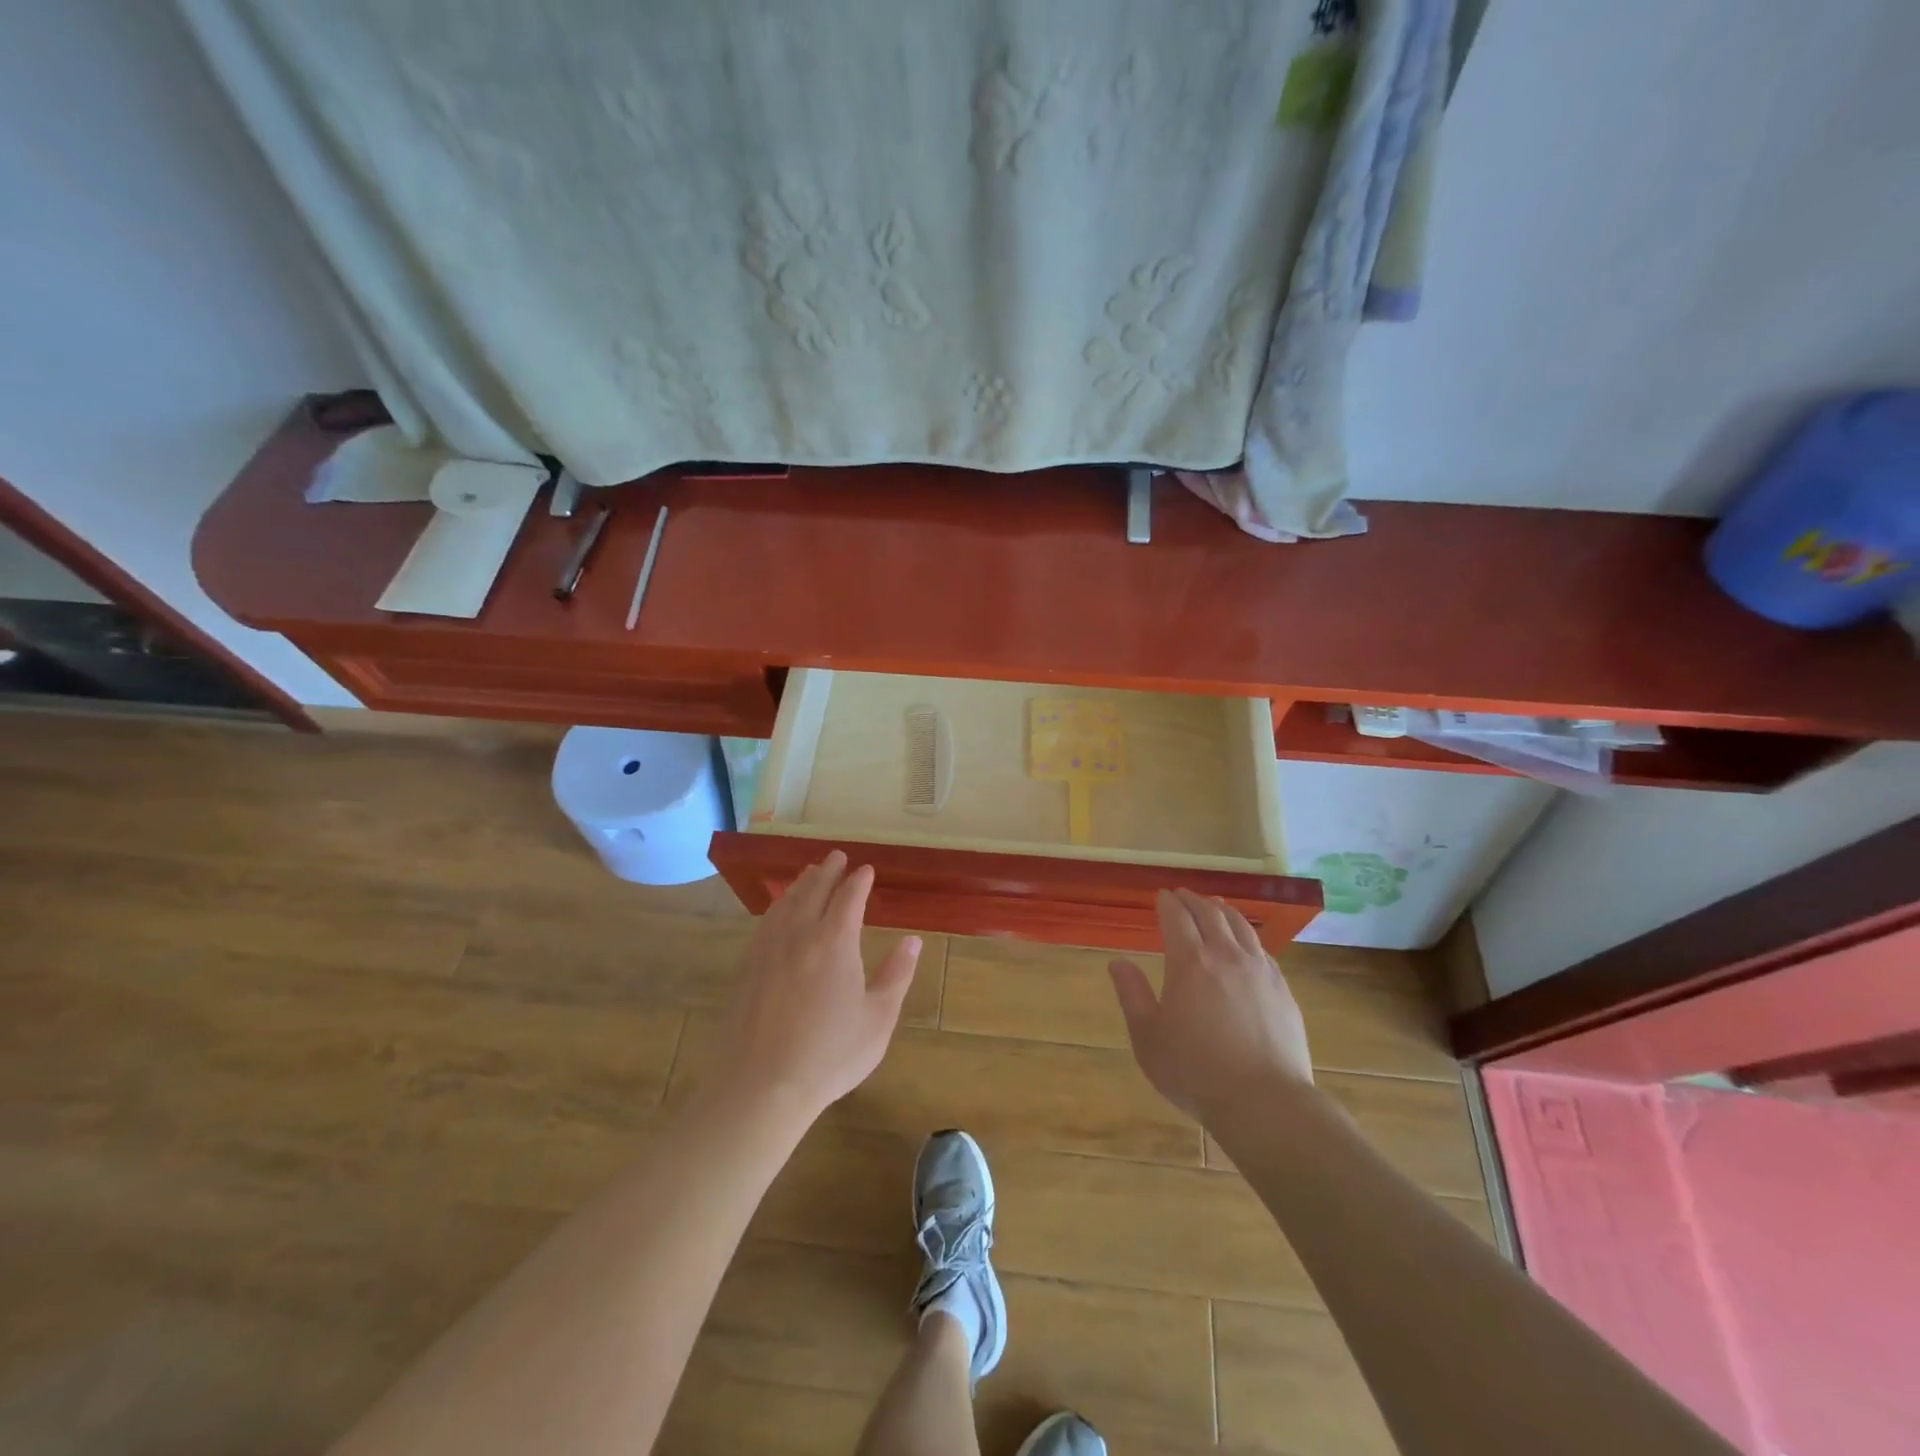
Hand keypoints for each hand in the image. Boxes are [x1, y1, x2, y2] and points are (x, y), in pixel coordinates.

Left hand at [713, 851, 920, 1122]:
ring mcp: (768, 949)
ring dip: (801, 884)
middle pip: (814, 890)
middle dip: (828, 871)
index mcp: (835, 941)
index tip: (866, 870)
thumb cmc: (830, 1054)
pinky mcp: (747, 967)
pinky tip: (778, 911)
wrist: (761, 1085)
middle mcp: (800, 934)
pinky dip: (777, 906)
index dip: (859, 881)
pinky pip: (765, 922)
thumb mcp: (878, 1018)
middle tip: (837, 856)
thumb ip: (896, 975)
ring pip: (786, 903)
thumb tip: (912, 941)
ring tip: (809, 874)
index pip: (849, 897)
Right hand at [1108, 889, 1313, 1122]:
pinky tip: (1246, 945)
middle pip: (1210, 914)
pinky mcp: (1282, 990)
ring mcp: (1260, 971)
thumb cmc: (1195, 1071)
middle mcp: (1226, 956)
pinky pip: (1263, 950)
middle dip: (1194, 900)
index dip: (1167, 903)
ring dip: (1224, 911)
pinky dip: (1248, 937)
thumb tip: (1118, 962)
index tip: (1161, 896)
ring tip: (1216, 906)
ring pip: (1241, 926)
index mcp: (1189, 963)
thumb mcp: (1148, 1037)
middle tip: (1183, 895)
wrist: (1265, 1102)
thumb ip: (1132, 994)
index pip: (1177, 918)